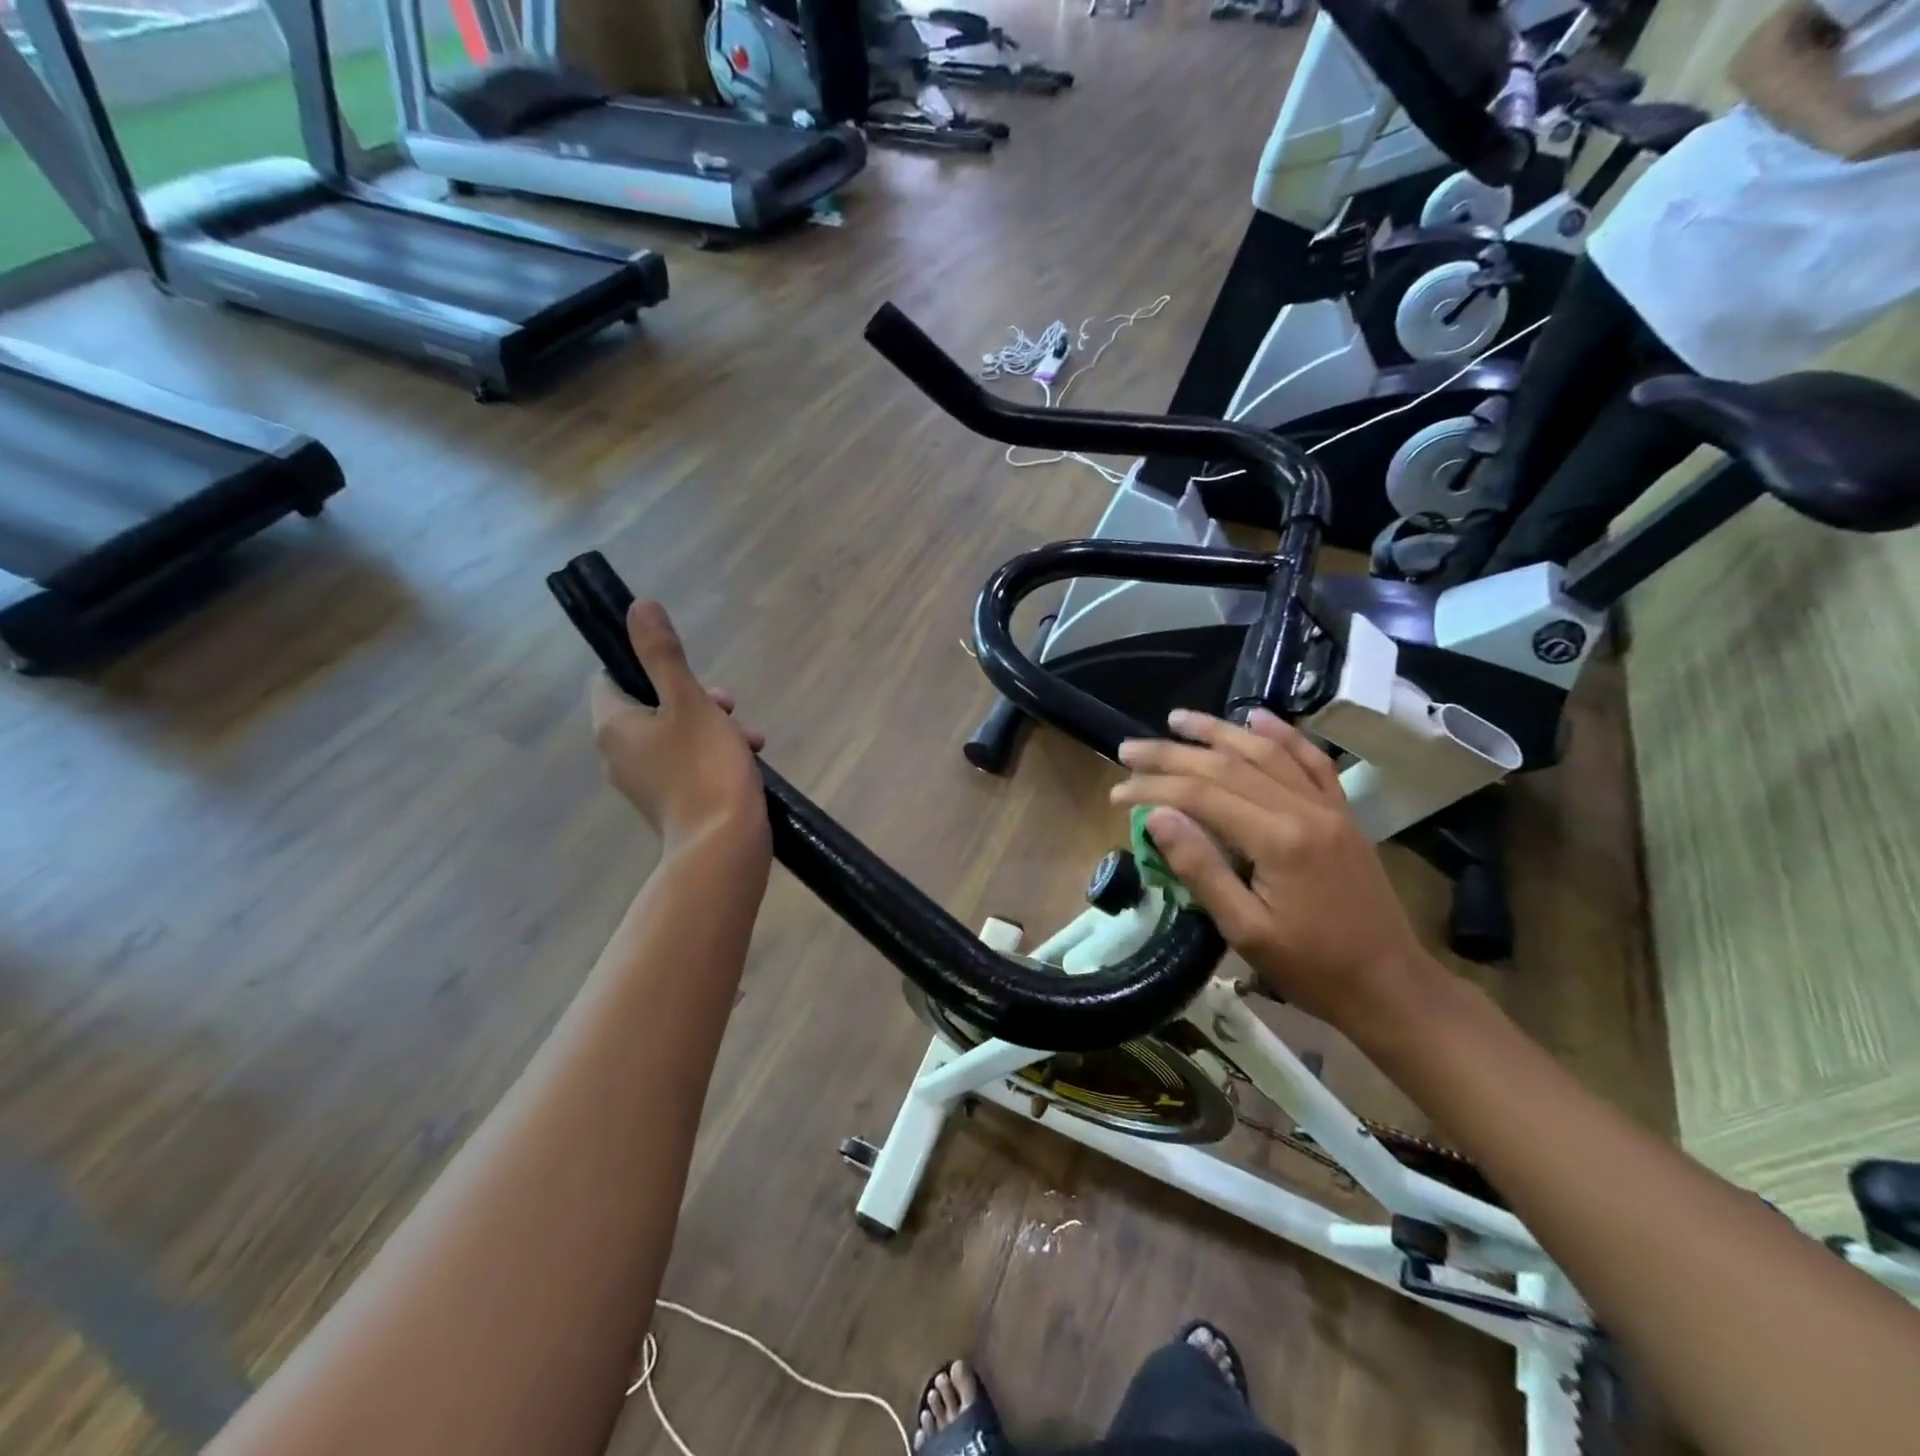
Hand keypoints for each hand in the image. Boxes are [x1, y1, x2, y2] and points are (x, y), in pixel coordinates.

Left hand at [589, 602, 769, 856]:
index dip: (645, 666)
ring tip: (751, 737)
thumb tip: (638, 607)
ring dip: (713, 726)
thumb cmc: (705, 768)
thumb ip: (663, 655)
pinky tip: (750, 758)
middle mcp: (618, 754)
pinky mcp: (670, 802)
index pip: (610, 679)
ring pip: (674, 736)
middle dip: (694, 698)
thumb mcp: (690, 702)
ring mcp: (645, 782)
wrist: (724, 846)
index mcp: (614, 726)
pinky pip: (687, 764)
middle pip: (649, 707)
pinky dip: (714, 754)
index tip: (685, 670)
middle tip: (727, 705)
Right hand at [1110, 708, 1439, 1030]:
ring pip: (1266, 753)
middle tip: (1129, 749)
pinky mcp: (1343, 813)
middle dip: (1172, 754)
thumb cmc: (1311, 968)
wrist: (1390, 986)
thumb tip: (1157, 817)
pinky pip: (1312, 761)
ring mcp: (1328, 807)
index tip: (1117, 792)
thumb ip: (1201, 868)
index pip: (1202, 796)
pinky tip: (1257, 718)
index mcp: (1278, 840)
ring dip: (1219, 731)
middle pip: (1227, 766)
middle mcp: (1304, 809)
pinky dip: (1283, 735)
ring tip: (1178, 718)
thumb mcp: (1245, 930)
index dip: (1154, 788)